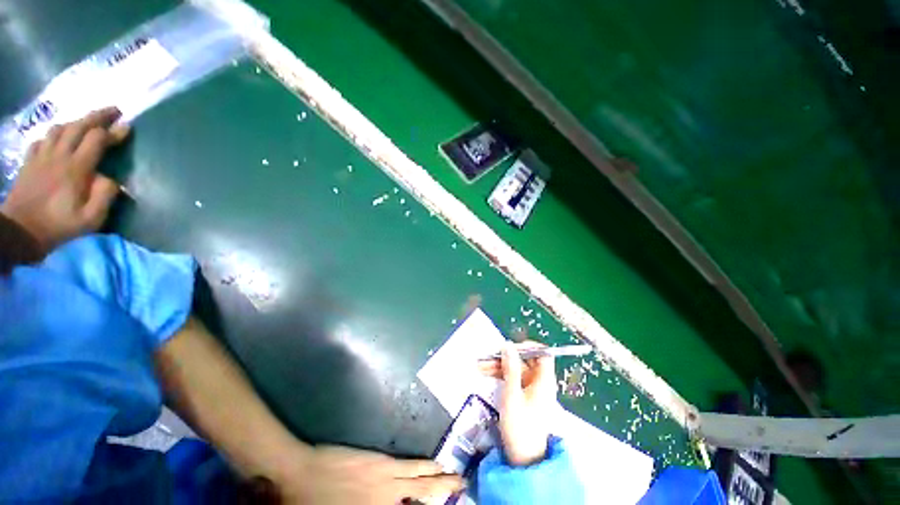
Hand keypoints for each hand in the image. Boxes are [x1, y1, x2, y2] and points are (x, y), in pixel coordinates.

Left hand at [0, 108, 129, 252]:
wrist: (18, 232)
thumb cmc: (58, 226)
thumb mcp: (91, 219)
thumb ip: (105, 195)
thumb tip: (111, 178)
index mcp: (76, 168)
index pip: (97, 140)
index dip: (113, 131)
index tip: (127, 126)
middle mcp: (58, 155)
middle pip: (78, 126)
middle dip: (98, 116)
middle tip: (113, 110)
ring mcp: (41, 156)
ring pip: (59, 128)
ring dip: (76, 122)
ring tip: (86, 123)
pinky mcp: (30, 161)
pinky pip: (42, 139)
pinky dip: (53, 135)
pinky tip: (58, 139)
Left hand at [280, 445, 464, 504]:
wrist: (302, 473)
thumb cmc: (314, 504)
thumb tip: (398, 501)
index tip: (447, 503)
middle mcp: (388, 501)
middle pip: (424, 499)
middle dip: (445, 494)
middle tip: (463, 488)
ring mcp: (387, 480)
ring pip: (421, 481)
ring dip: (440, 479)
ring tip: (456, 478)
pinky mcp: (383, 463)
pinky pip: (411, 466)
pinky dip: (426, 467)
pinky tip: (434, 465)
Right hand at [479, 341, 557, 465]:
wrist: (522, 459)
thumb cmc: (520, 426)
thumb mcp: (512, 394)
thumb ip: (510, 368)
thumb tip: (508, 345)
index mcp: (543, 380)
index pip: (542, 354)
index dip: (527, 347)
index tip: (509, 347)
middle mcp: (539, 381)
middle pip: (524, 360)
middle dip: (505, 357)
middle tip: (487, 357)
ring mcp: (531, 388)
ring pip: (515, 369)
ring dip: (498, 366)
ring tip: (479, 366)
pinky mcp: (523, 395)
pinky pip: (512, 378)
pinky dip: (500, 375)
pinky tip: (485, 373)